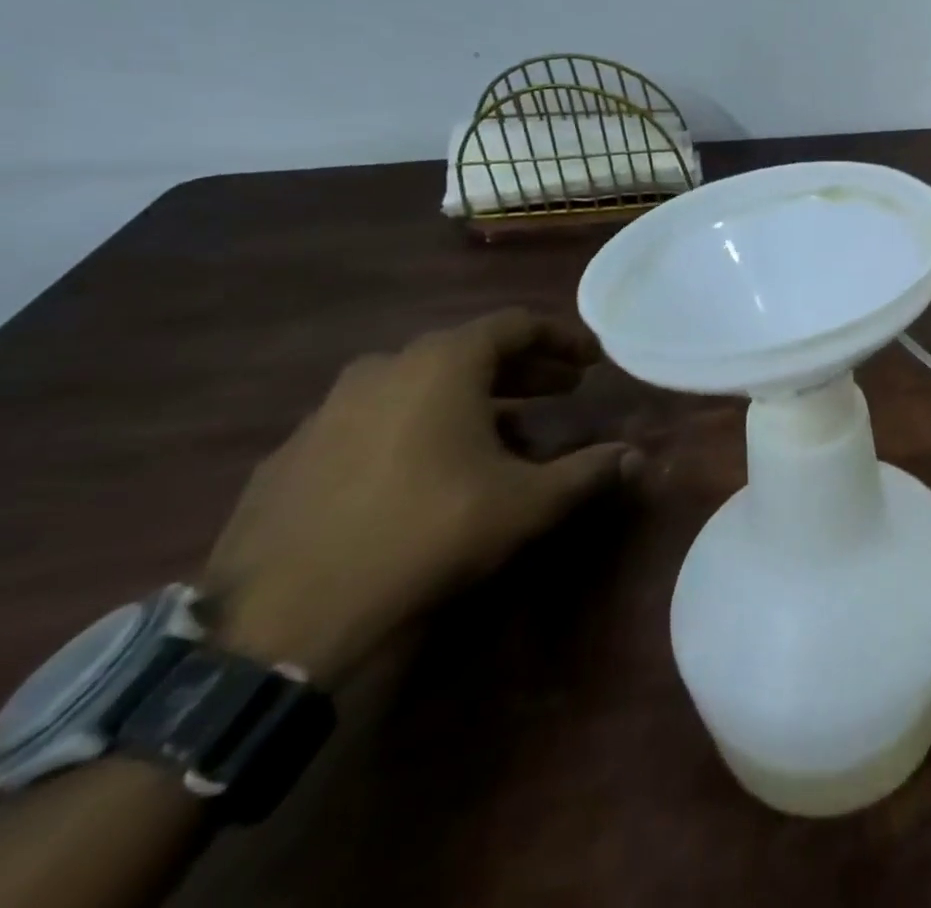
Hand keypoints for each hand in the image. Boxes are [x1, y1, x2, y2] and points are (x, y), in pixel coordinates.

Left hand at [201, 310, 636, 685]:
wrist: (279, 620)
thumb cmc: (426, 532)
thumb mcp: (527, 503)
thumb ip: (588, 472)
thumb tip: (637, 456)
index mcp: (442, 364)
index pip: (516, 325)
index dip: (562, 338)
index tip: (592, 360)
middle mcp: (384, 369)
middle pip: (469, 351)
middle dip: (524, 369)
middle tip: (564, 390)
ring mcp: (329, 410)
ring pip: (419, 385)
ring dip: (472, 398)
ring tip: (506, 431)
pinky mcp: (292, 455)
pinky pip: (375, 420)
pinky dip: (417, 426)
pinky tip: (429, 469)